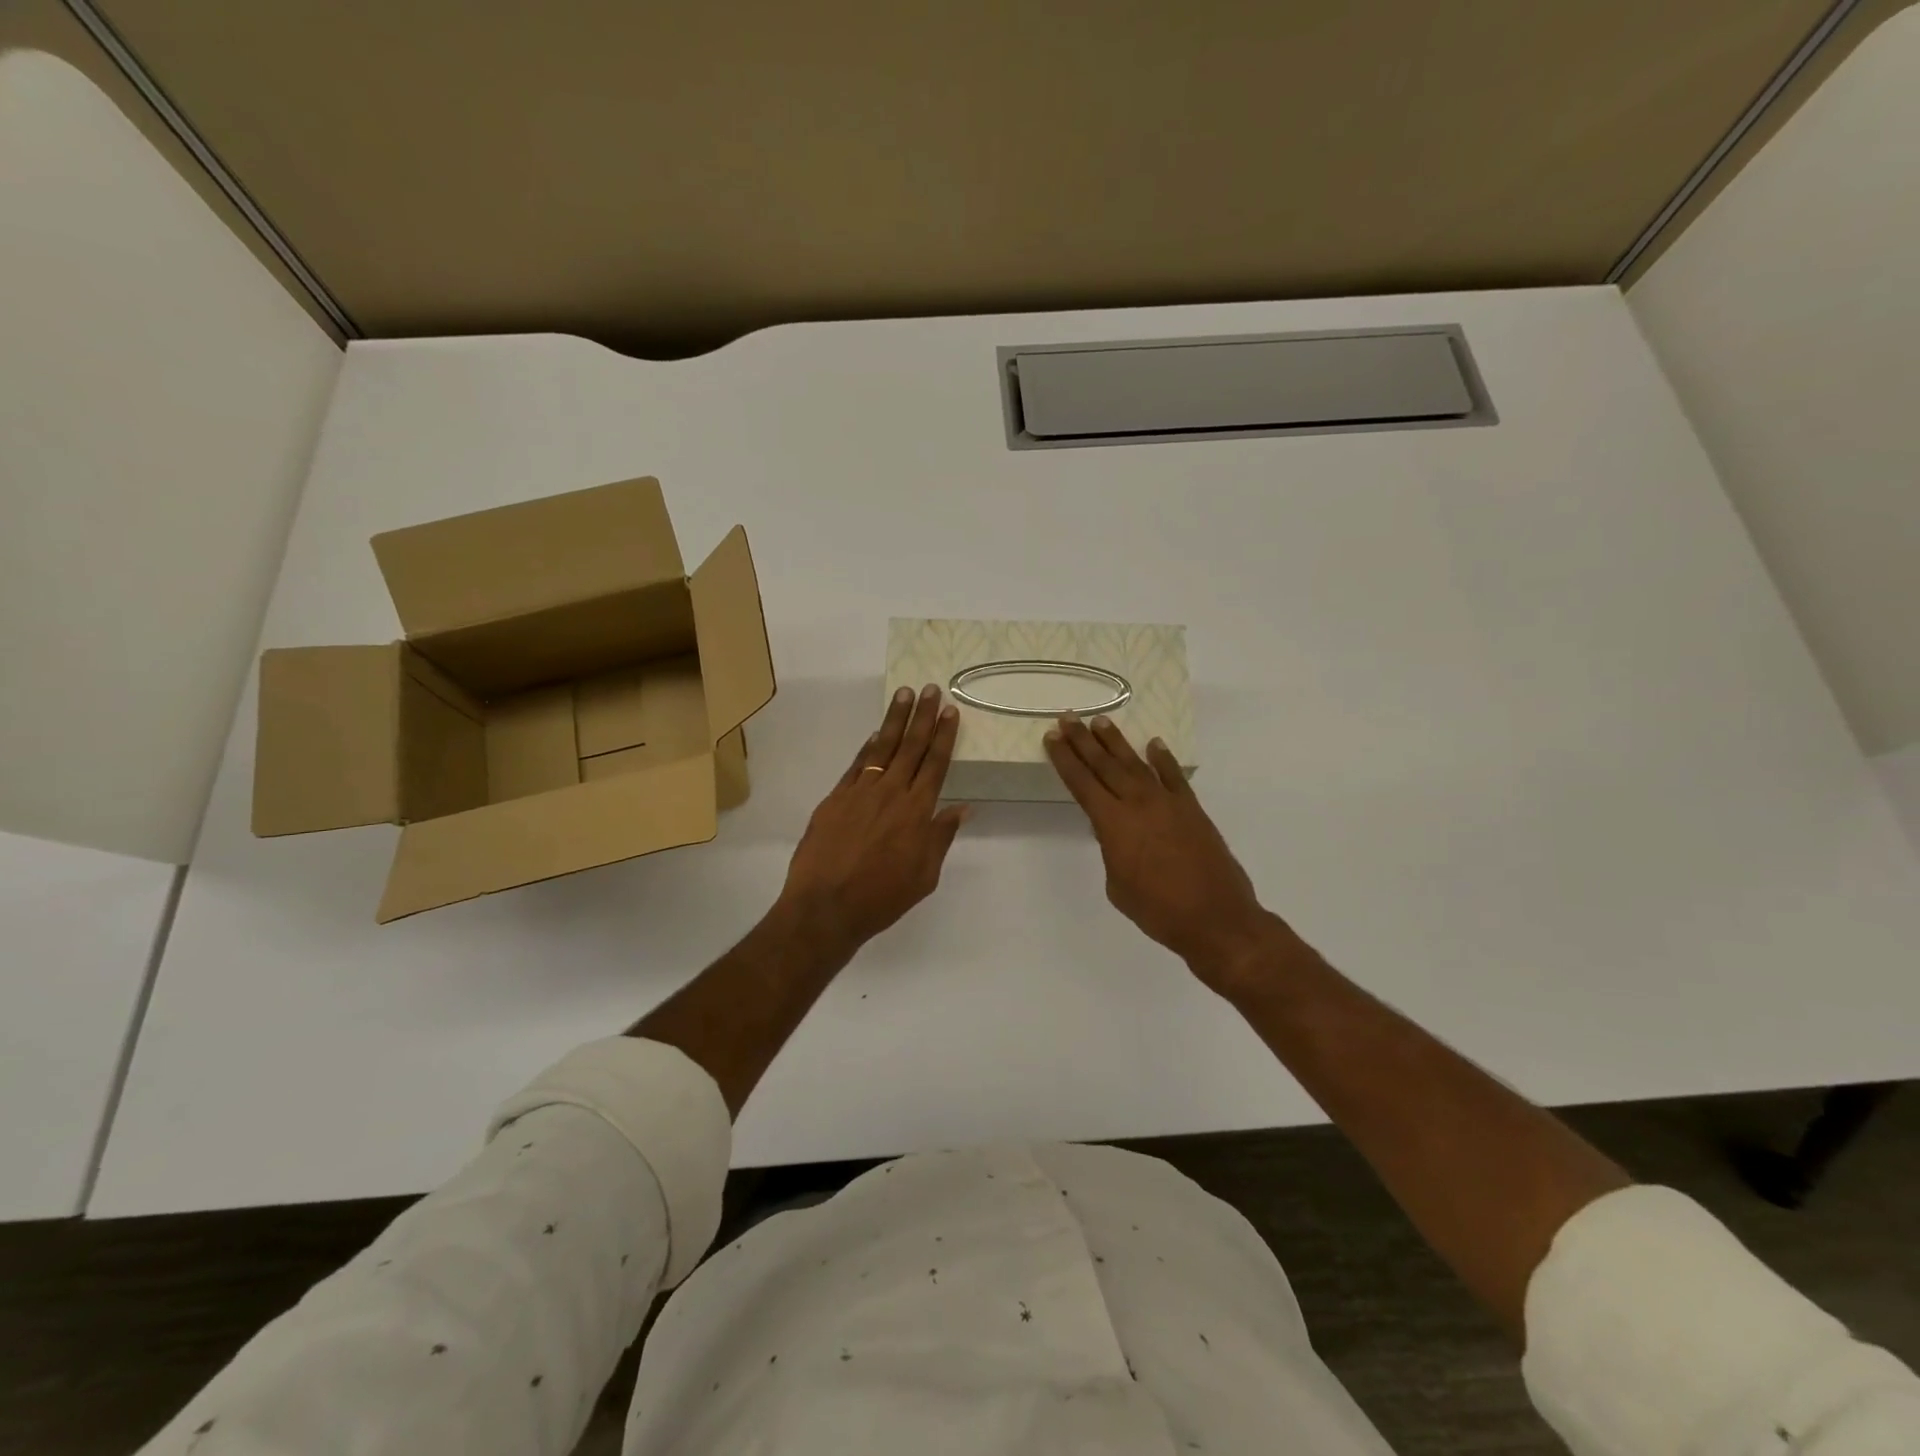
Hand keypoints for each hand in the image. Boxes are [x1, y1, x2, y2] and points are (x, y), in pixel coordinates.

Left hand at [777, 685, 969, 955]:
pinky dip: (867, 746)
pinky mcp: (835, 798)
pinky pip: (856, 764)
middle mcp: (891, 793)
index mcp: (917, 811)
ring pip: (882, 747)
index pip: (936, 764)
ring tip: (904, 694)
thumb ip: (941, 837)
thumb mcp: (924, 875)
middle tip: (931, 689)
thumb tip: (962, 808)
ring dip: (895, 720)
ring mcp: (860, 792)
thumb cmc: (882, 897)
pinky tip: (874, 733)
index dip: (944, 736)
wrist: (826, 907)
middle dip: (923, 716)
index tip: (950, 711)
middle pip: (911, 747)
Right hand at [1045, 714, 1295, 991]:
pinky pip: (1174, 776)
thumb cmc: (1157, 910)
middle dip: (1083, 740)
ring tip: (1101, 721)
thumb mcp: (1118, 885)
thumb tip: (1116, 833)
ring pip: (1136, 764)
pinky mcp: (1192, 809)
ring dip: (1116, 742)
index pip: (1081, 782)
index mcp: (1113, 823)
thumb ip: (1112, 851)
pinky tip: (1154, 745)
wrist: (1215, 917)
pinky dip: (1163, 759)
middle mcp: (1138, 803)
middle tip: (1068, 717)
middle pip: (1105, 765)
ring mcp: (1168, 803)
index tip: (1052, 736)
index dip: (1064, 759)